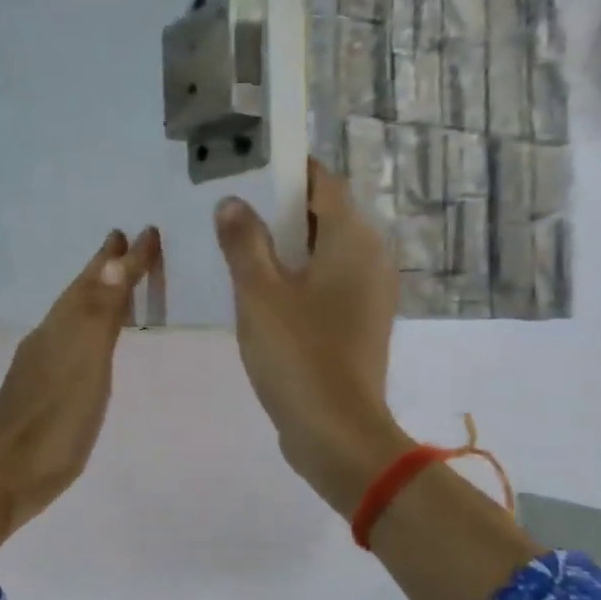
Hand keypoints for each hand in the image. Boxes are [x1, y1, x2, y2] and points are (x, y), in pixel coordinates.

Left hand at [0, 227, 161, 559]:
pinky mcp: (40, 390)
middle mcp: (48, 338)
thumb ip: (99, 316)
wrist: (3, 480)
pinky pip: (70, 341)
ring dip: (95, 295)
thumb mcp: (84, 367)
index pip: (96, 281)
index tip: (147, 230)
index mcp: (61, 328)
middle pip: (78, 293)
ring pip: (72, 316)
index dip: (123, 259)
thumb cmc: (53, 425)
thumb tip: (115, 258)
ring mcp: (40, 365)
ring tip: (115, 282)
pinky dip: (87, 327)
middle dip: (103, 267)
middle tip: (124, 241)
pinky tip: (91, 341)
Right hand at [214, 161, 411, 514]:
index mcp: (352, 239)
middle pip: (323, 215)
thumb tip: (232, 202)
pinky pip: (326, 282)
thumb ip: (243, 241)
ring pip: (323, 251)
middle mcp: (370, 257)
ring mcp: (368, 292)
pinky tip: (259, 289)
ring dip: (284, 244)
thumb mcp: (259, 293)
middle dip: (279, 208)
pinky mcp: (358, 322)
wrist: (337, 432)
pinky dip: (297, 276)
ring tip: (236, 244)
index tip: (246, 167)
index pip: (322, 182)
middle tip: (230, 206)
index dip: (286, 170)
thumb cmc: (298, 354)